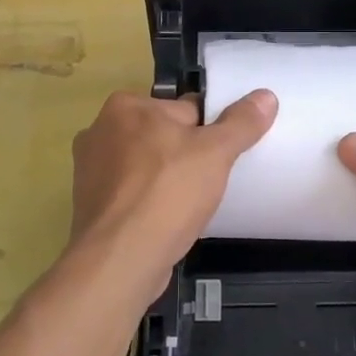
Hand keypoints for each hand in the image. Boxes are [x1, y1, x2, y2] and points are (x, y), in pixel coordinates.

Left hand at [68, 89, 276, 295]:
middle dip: (184, 154)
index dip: (209, 131)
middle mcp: (100, 129)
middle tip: (209, 181)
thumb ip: (241, 123)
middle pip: (162, 136)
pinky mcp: (89, 204)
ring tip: (189, 203)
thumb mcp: (216, 152)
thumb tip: (266, 96)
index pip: (184, 109)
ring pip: (145, 166)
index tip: (222, 155)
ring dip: (165, 179)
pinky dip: (147, 201)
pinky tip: (166, 219)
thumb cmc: (167, 193)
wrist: (120, 259)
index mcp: (127, 106)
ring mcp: (89, 169)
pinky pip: (130, 193)